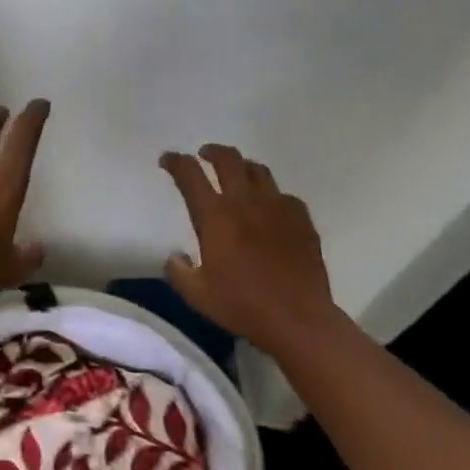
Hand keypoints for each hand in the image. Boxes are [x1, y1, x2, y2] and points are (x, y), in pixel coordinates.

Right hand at [159, 144, 344, 355]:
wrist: (298, 318)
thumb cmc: (242, 305)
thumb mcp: (197, 294)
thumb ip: (178, 271)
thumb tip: (176, 256)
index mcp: (216, 216)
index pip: (190, 175)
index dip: (176, 162)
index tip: (168, 160)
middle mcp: (246, 202)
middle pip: (228, 159)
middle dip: (211, 152)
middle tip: (203, 156)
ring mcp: (278, 207)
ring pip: (258, 170)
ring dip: (241, 166)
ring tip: (236, 175)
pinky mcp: (302, 219)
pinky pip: (284, 195)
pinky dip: (270, 195)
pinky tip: (269, 208)